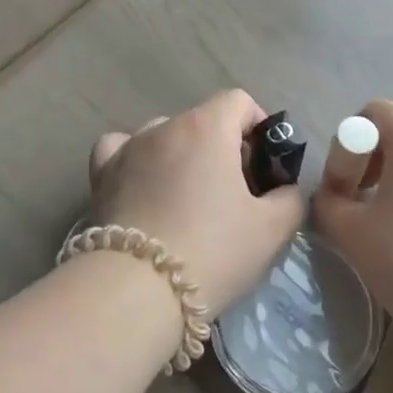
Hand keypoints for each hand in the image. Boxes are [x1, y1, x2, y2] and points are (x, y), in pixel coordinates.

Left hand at [87, 90, 304, 316]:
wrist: (137, 290)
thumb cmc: (212, 251)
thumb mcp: (272, 230)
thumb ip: (291, 198)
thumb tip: (286, 189)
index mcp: (207, 128)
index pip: (238, 102)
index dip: (258, 128)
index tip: (264, 167)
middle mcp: (164, 126)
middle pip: (203, 120)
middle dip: (223, 148)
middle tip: (235, 194)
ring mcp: (128, 148)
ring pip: (164, 135)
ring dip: (182, 155)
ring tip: (188, 198)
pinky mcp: (100, 174)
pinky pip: (121, 148)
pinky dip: (137, 158)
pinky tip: (144, 182)